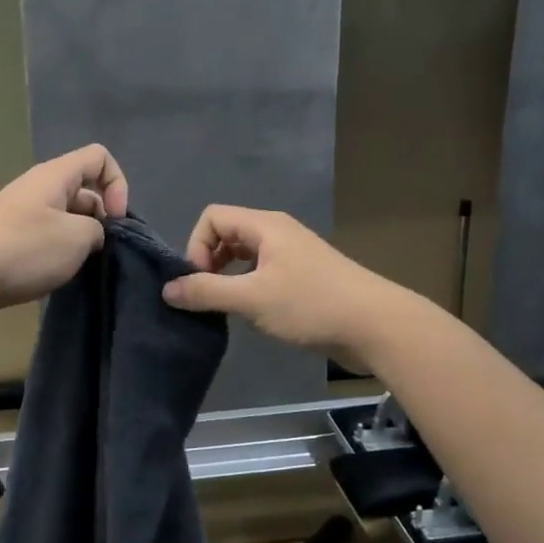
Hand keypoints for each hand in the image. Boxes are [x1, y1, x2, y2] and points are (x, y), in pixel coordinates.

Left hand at [0, 145, 128, 323]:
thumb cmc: (24, 249)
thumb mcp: (77, 237)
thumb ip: (97, 229)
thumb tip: (91, 234)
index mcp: (56, 175)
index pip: (99, 157)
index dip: (118, 184)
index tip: (116, 220)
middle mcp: (38, 188)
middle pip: (84, 189)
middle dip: (101, 218)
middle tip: (101, 251)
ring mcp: (22, 213)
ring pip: (66, 217)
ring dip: (79, 240)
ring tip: (79, 267)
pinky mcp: (10, 239)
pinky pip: (46, 237)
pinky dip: (58, 253)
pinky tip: (57, 275)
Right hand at [161, 205, 404, 356]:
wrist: (376, 325)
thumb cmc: (310, 304)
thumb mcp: (251, 299)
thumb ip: (206, 292)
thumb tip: (167, 289)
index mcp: (264, 225)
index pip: (212, 217)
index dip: (196, 246)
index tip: (199, 281)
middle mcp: (277, 231)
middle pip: (227, 233)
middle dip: (209, 262)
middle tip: (208, 296)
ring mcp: (292, 253)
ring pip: (245, 255)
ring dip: (228, 277)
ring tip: (227, 307)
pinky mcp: (304, 276)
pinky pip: (262, 271)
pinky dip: (248, 286)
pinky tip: (253, 312)